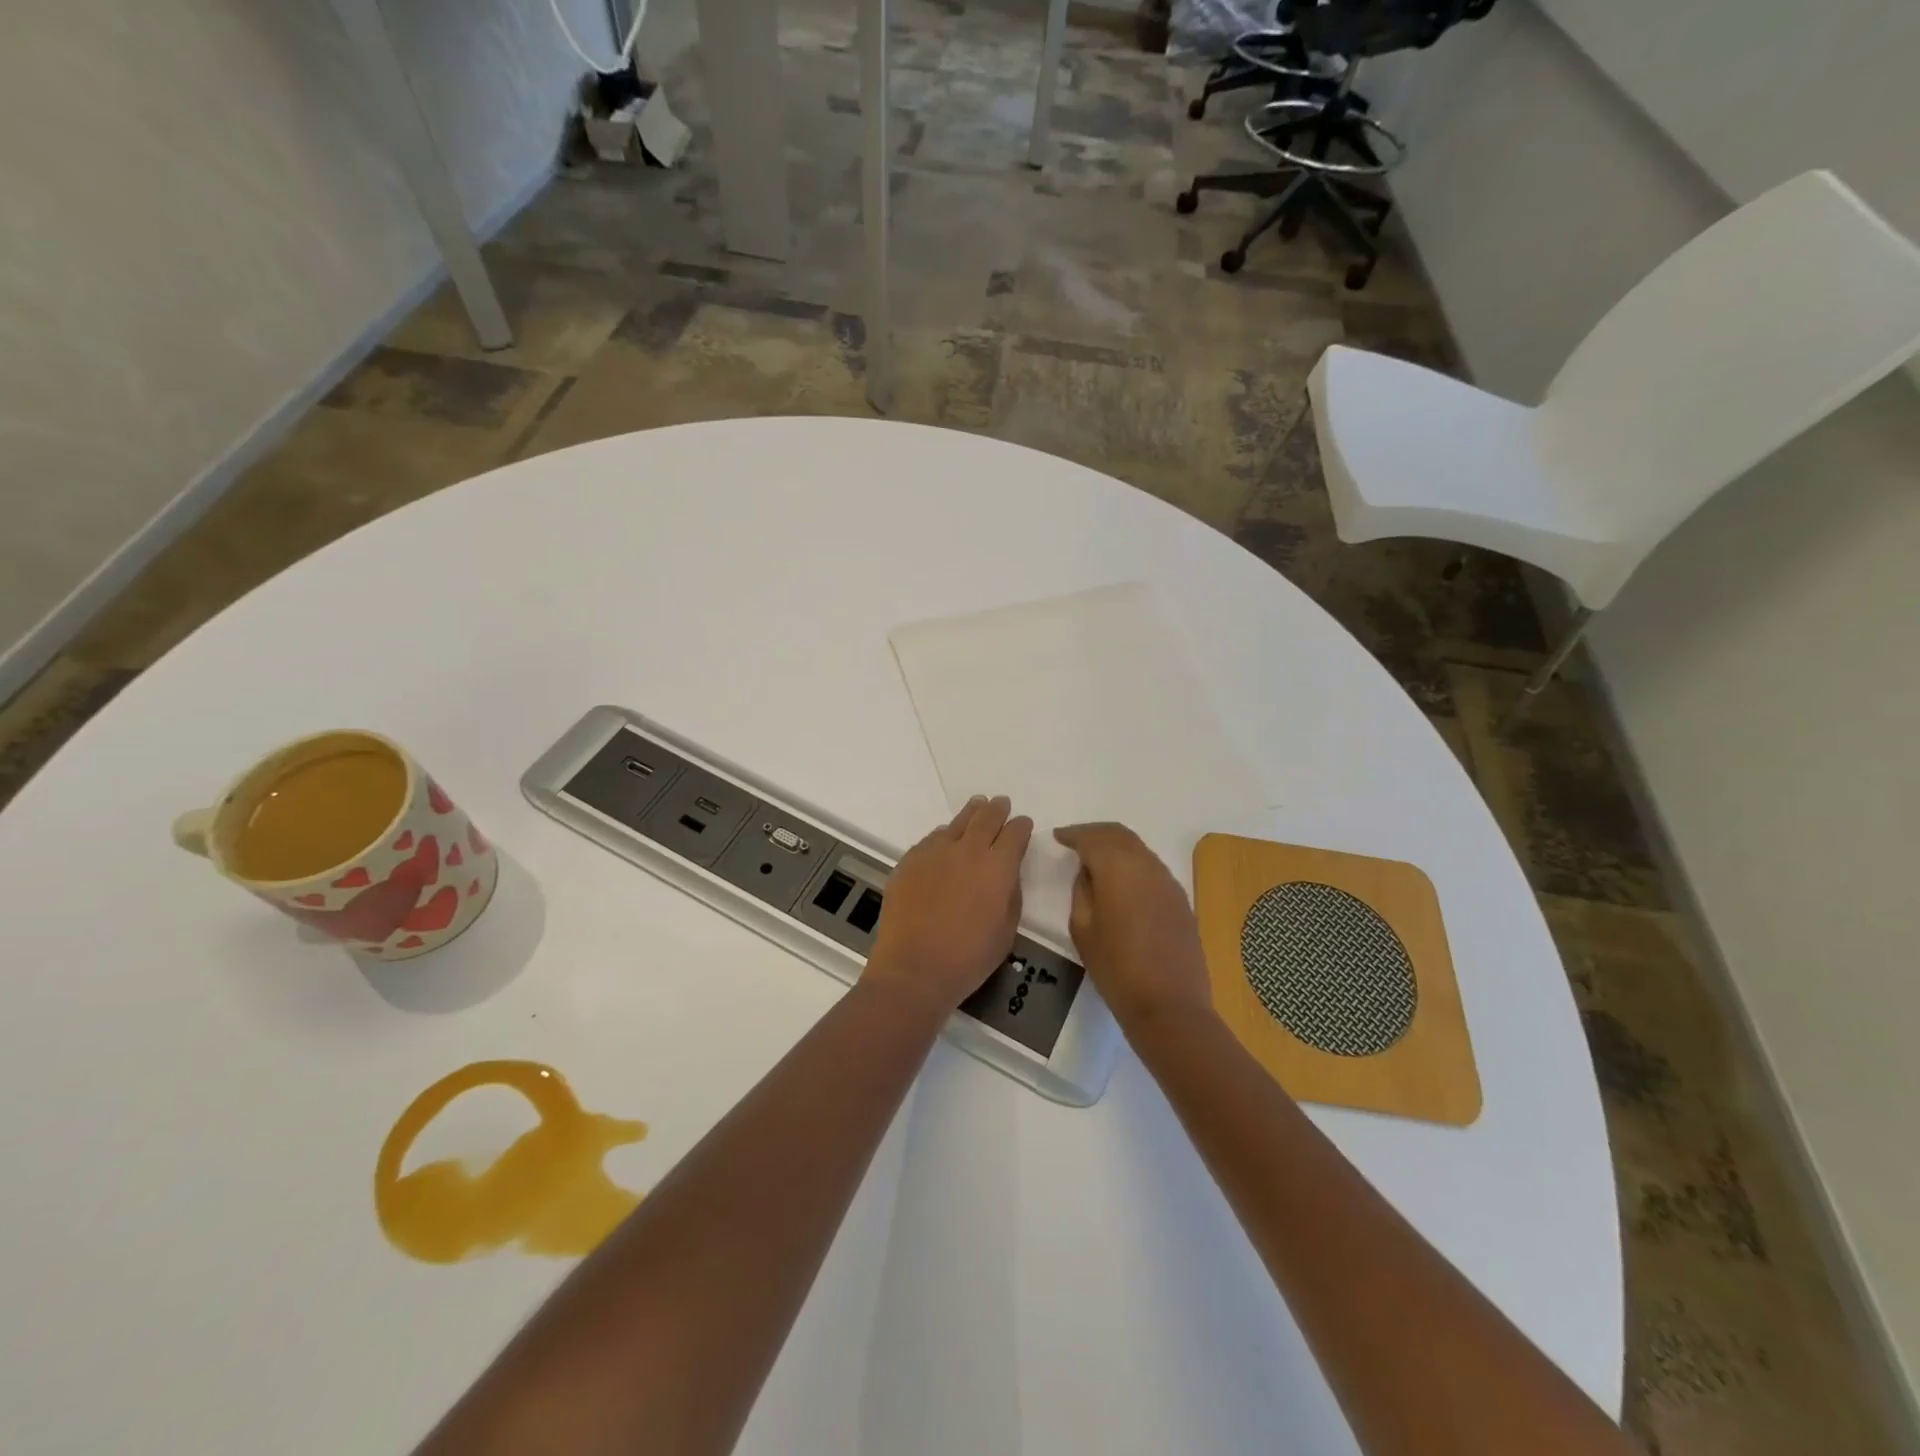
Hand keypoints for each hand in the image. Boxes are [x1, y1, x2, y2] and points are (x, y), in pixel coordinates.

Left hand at [866, 796, 1032, 1013]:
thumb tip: (1007, 874)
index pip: (1015, 833)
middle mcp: (967, 850)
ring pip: (957, 823)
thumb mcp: (1007, 930)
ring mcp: (935, 852)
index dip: (1021, 827)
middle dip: (997, 810)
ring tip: (976, 807)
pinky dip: (945, 835)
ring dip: (971, 814)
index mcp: (998, 867)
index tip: (1023, 825)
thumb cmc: (968, 958)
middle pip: (986, 818)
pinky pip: (932, 839)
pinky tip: (945, 841)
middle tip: (1001, 804)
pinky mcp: (909, 860)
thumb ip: (1011, 894)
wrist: (913, 969)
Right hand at [1052, 823, 1215, 1032]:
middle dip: (1095, 834)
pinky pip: (1152, 868)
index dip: (1073, 834)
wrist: (1169, 1006)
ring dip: (1116, 848)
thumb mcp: (1082, 928)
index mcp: (1118, 867)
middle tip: (1075, 842)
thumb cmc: (1116, 968)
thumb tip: (1089, 872)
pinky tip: (1121, 883)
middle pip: (1119, 834)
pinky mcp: (1180, 900)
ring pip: (1139, 849)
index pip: (1092, 837)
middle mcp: (1147, 865)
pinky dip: (1132, 865)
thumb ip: (1082, 890)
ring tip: (1096, 862)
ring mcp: (1169, 881)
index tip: (1058, 837)